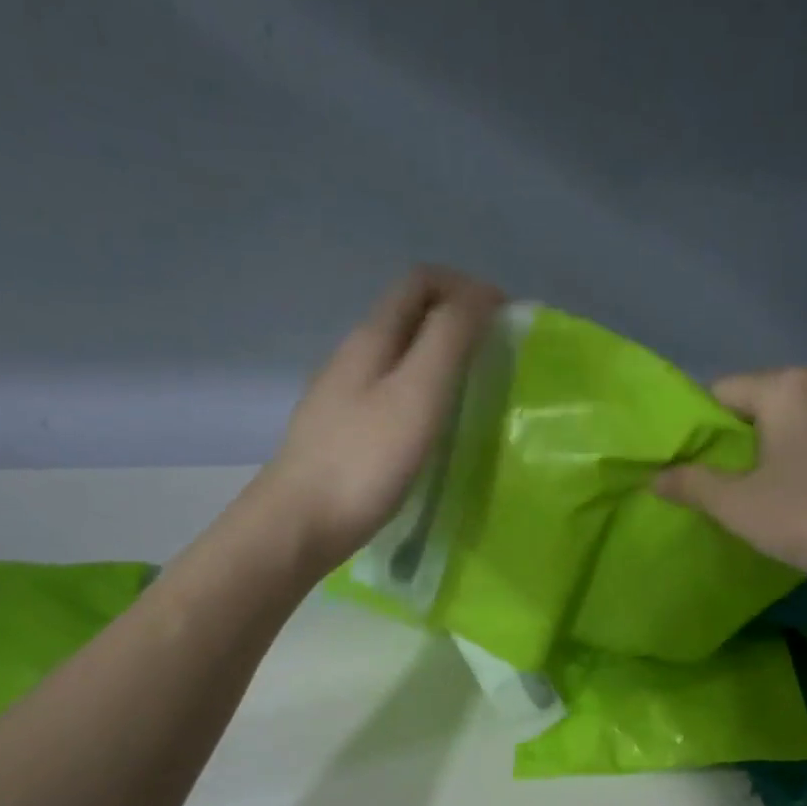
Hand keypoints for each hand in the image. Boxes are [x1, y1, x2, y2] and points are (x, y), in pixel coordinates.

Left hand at [252, 267, 503, 571]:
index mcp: (371, 338)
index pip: (421, 281)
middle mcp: (353, 356)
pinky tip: (434, 429)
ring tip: (473, 391)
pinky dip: (421, 394)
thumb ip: (449, 338)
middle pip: (408, 315)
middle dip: (456, 320)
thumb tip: (480, 295)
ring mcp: (342, 396)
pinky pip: (389, 394)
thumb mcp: (417, 393)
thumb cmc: (365, 460)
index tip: (505, 320)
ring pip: (398, 357)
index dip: (467, 287)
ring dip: (439, 359)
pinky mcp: (343, 433)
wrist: (301, 524)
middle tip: (496, 354)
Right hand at [656, 368, 806, 596]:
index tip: (693, 461)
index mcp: (788, 387)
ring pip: (802, 415)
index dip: (700, 424)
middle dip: (741, 433)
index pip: (723, 390)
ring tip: (770, 483)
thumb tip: (655, 477)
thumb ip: (692, 485)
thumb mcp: (737, 505)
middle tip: (727, 477)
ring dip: (780, 441)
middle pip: (765, 398)